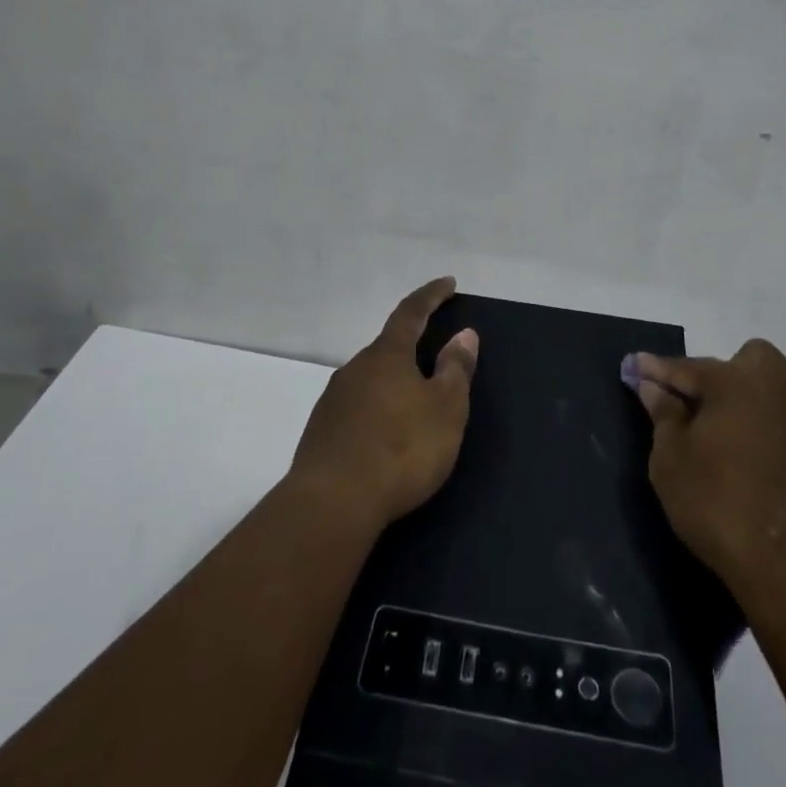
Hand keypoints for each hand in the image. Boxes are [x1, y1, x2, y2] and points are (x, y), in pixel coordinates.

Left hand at [290, 277, 478, 532]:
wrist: (332, 504)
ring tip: (414, 401)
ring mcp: (333, 400)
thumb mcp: (445, 409)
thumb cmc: (401, 449)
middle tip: (436, 356)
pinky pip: (357, 407)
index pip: (411, 313)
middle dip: (412, 346)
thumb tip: (463, 334)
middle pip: (388, 347)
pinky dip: (378, 409)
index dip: (431, 296)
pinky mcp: (322, 431)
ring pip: (371, 379)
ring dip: (394, 382)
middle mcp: (355, 368)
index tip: (449, 282)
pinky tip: (386, 434)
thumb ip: (455, 369)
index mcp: (387, 356)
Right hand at [625, 339, 785, 605]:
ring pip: (765, 391)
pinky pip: (781, 420)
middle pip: (741, 363)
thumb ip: (663, 414)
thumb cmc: (720, 505)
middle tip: (691, 407)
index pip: (686, 367)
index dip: (655, 369)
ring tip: (716, 435)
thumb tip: (653, 385)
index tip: (632, 365)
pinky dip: (760, 427)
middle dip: (714, 375)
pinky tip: (745, 458)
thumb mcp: (672, 460)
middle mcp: (777, 386)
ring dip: (740, 401)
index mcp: (737, 381)